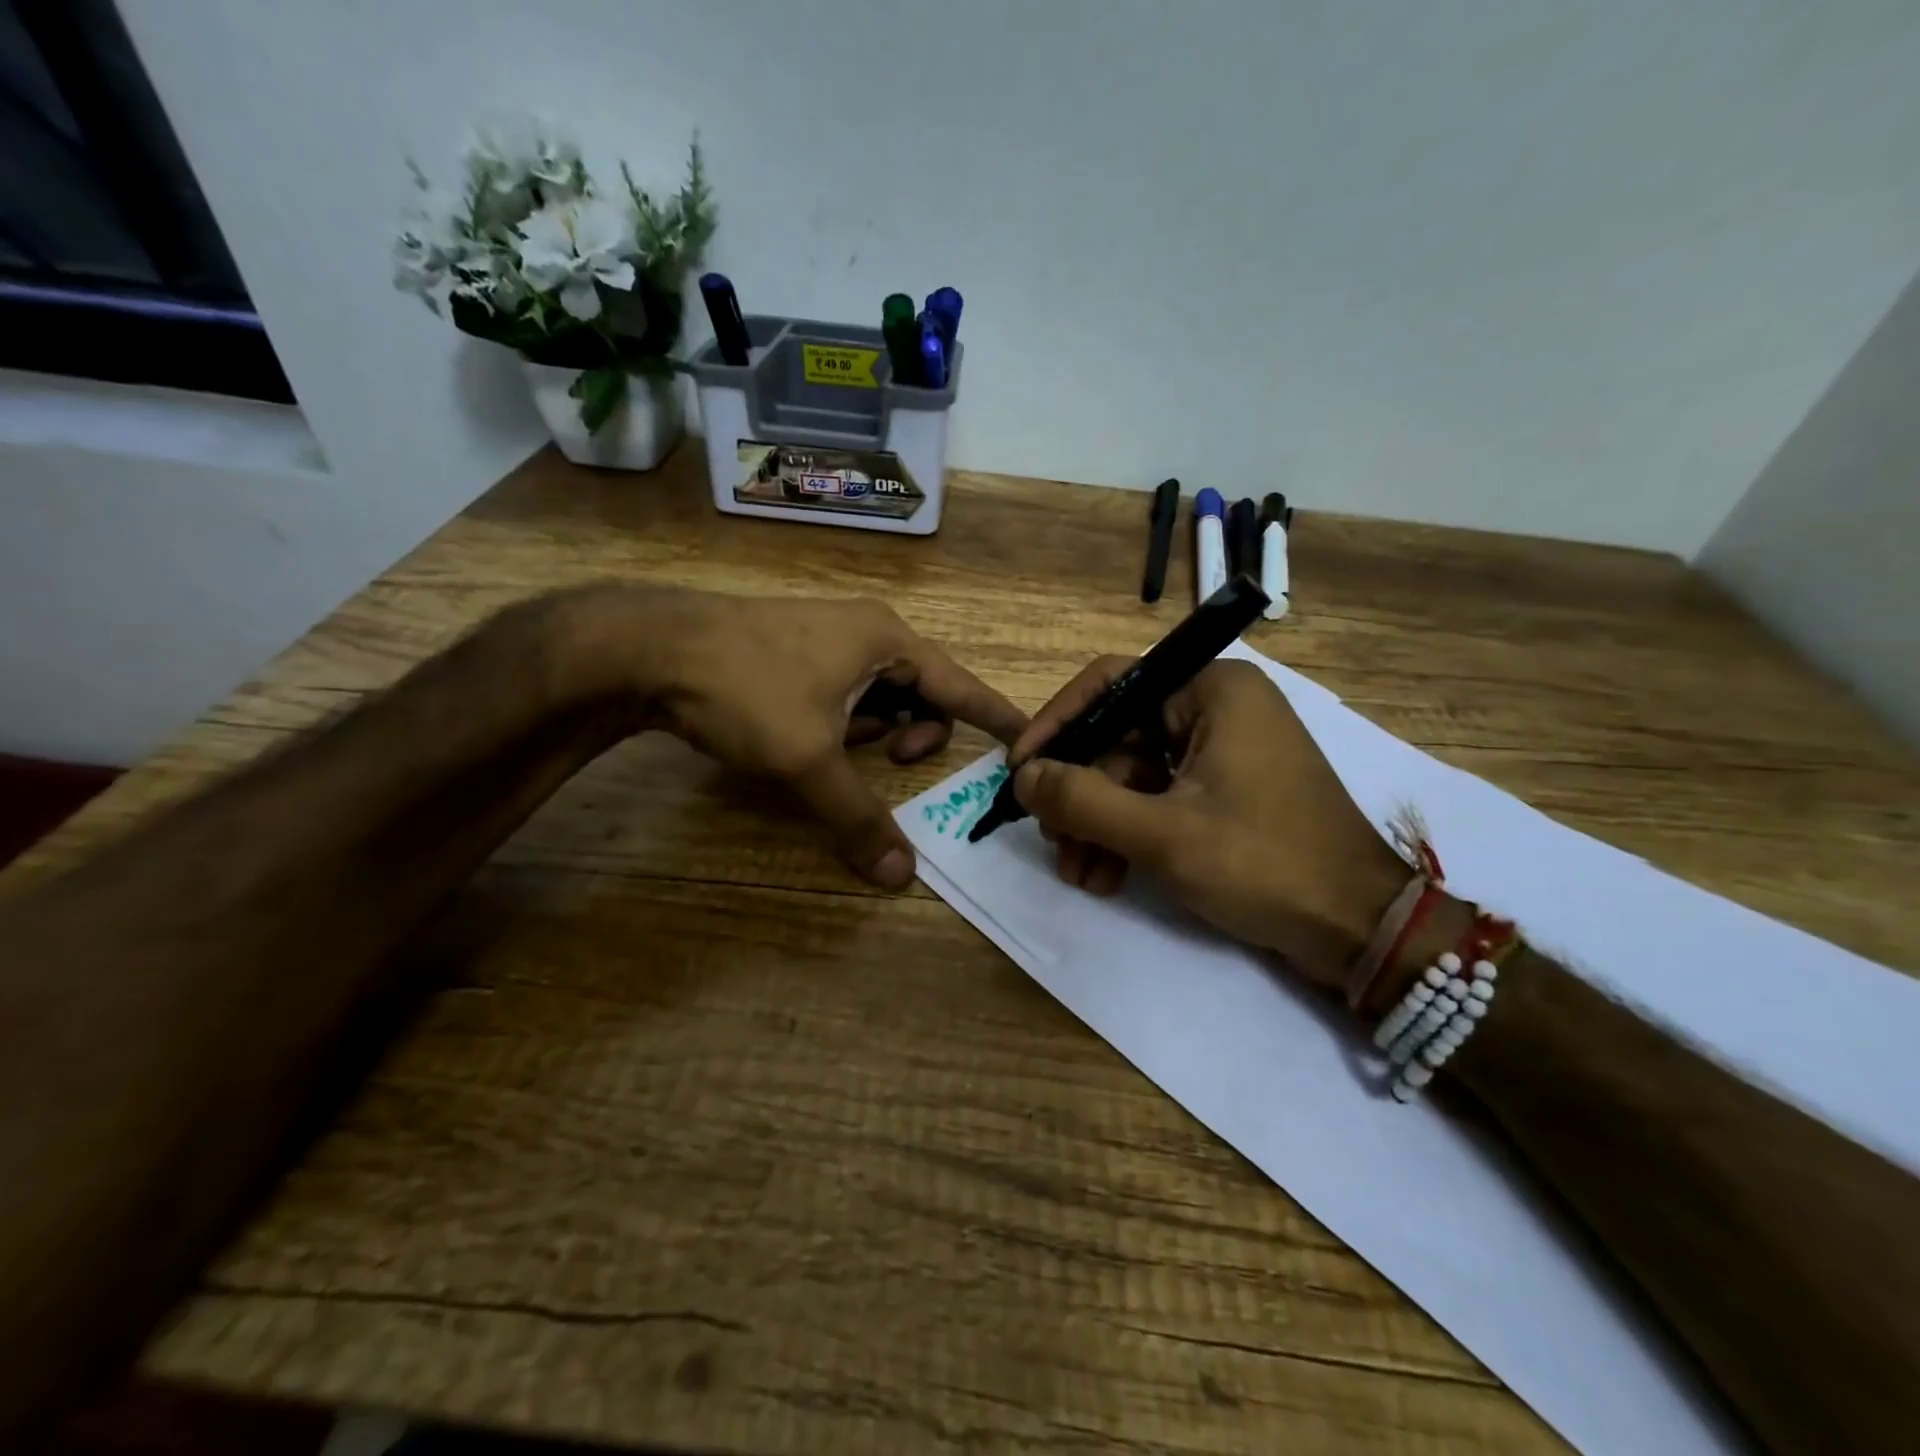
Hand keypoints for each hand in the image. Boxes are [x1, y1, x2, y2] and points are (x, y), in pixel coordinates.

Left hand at [568, 588, 1026, 887]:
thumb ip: (859, 816)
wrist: (651, 649)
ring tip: (846, 749)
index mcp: (888, 640)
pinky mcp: (799, 649)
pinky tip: (817, 735)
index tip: (1030, 740)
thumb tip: (903, 877)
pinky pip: (848, 687)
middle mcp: (868, 630)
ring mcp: (831, 636)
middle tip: (891, 760)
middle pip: (923, 690)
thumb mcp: (808, 759)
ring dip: (877, 729)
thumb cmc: (747, 690)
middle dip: (917, 732)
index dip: (997, 717)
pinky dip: (848, 718)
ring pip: (881, 692)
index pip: (962, 685)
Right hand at [1008, 657, 1409, 982]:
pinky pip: (1160, 798)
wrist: (1360, 930)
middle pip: (1119, 736)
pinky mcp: (1226, 790)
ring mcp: (1224, 751)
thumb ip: (1082, 800)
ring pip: (1134, 774)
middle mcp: (1217, 708)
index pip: (1110, 683)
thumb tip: (1022, 777)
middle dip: (1080, 794)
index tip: (1019, 770)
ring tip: (1077, 872)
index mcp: (1212, 690)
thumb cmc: (1264, 864)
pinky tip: (1105, 877)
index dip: (1057, 724)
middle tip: (1051, 840)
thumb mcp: (1162, 834)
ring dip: (1099, 823)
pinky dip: (1129, 834)